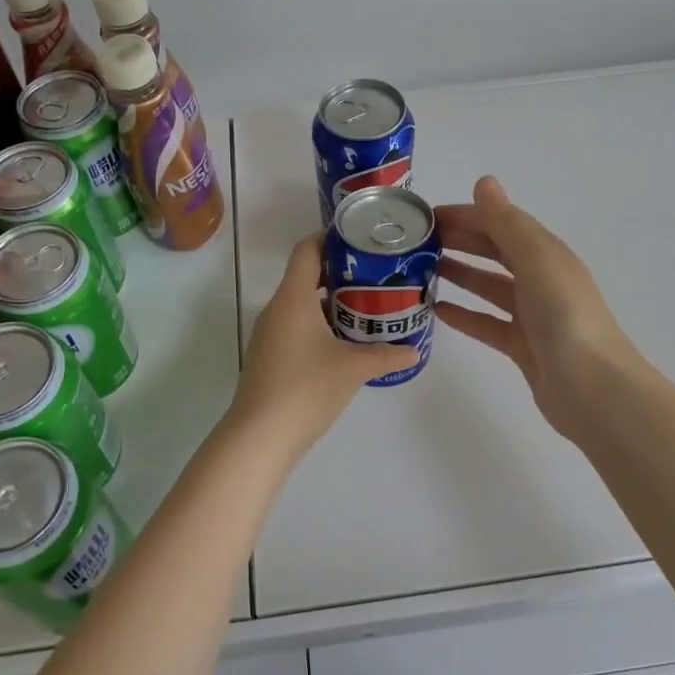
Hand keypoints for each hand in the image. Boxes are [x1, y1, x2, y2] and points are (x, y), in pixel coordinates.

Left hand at [231, 232, 416, 453]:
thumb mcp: (354, 368)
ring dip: (331, 301)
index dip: (330, 237)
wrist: (260, 437)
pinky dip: (320, 324)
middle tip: (375, 273)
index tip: (359, 238)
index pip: (306, 250)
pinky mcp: (270, 356)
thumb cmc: (306, 389)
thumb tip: (414, 350)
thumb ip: (386, 354)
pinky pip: (297, 326)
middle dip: (340, 271)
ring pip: (302, 304)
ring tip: (367, 305)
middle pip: (305, 275)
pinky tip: (345, 341)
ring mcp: (270, 334)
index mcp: (293, 298)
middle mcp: (277, 309)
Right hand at [435, 175, 639, 441]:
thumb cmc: (564, 315)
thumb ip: (506, 223)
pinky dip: (465, 314)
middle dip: (460, 241)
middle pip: (495, 252)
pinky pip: (488, 323)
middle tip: (417, 242)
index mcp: (547, 254)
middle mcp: (541, 279)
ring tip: (421, 271)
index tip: (425, 217)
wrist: (592, 387)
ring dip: (460, 274)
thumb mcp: (536, 260)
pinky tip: (437, 311)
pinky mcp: (523, 346)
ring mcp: (533, 315)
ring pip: (490, 287)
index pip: (501, 223)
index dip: (466, 215)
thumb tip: (484, 182)